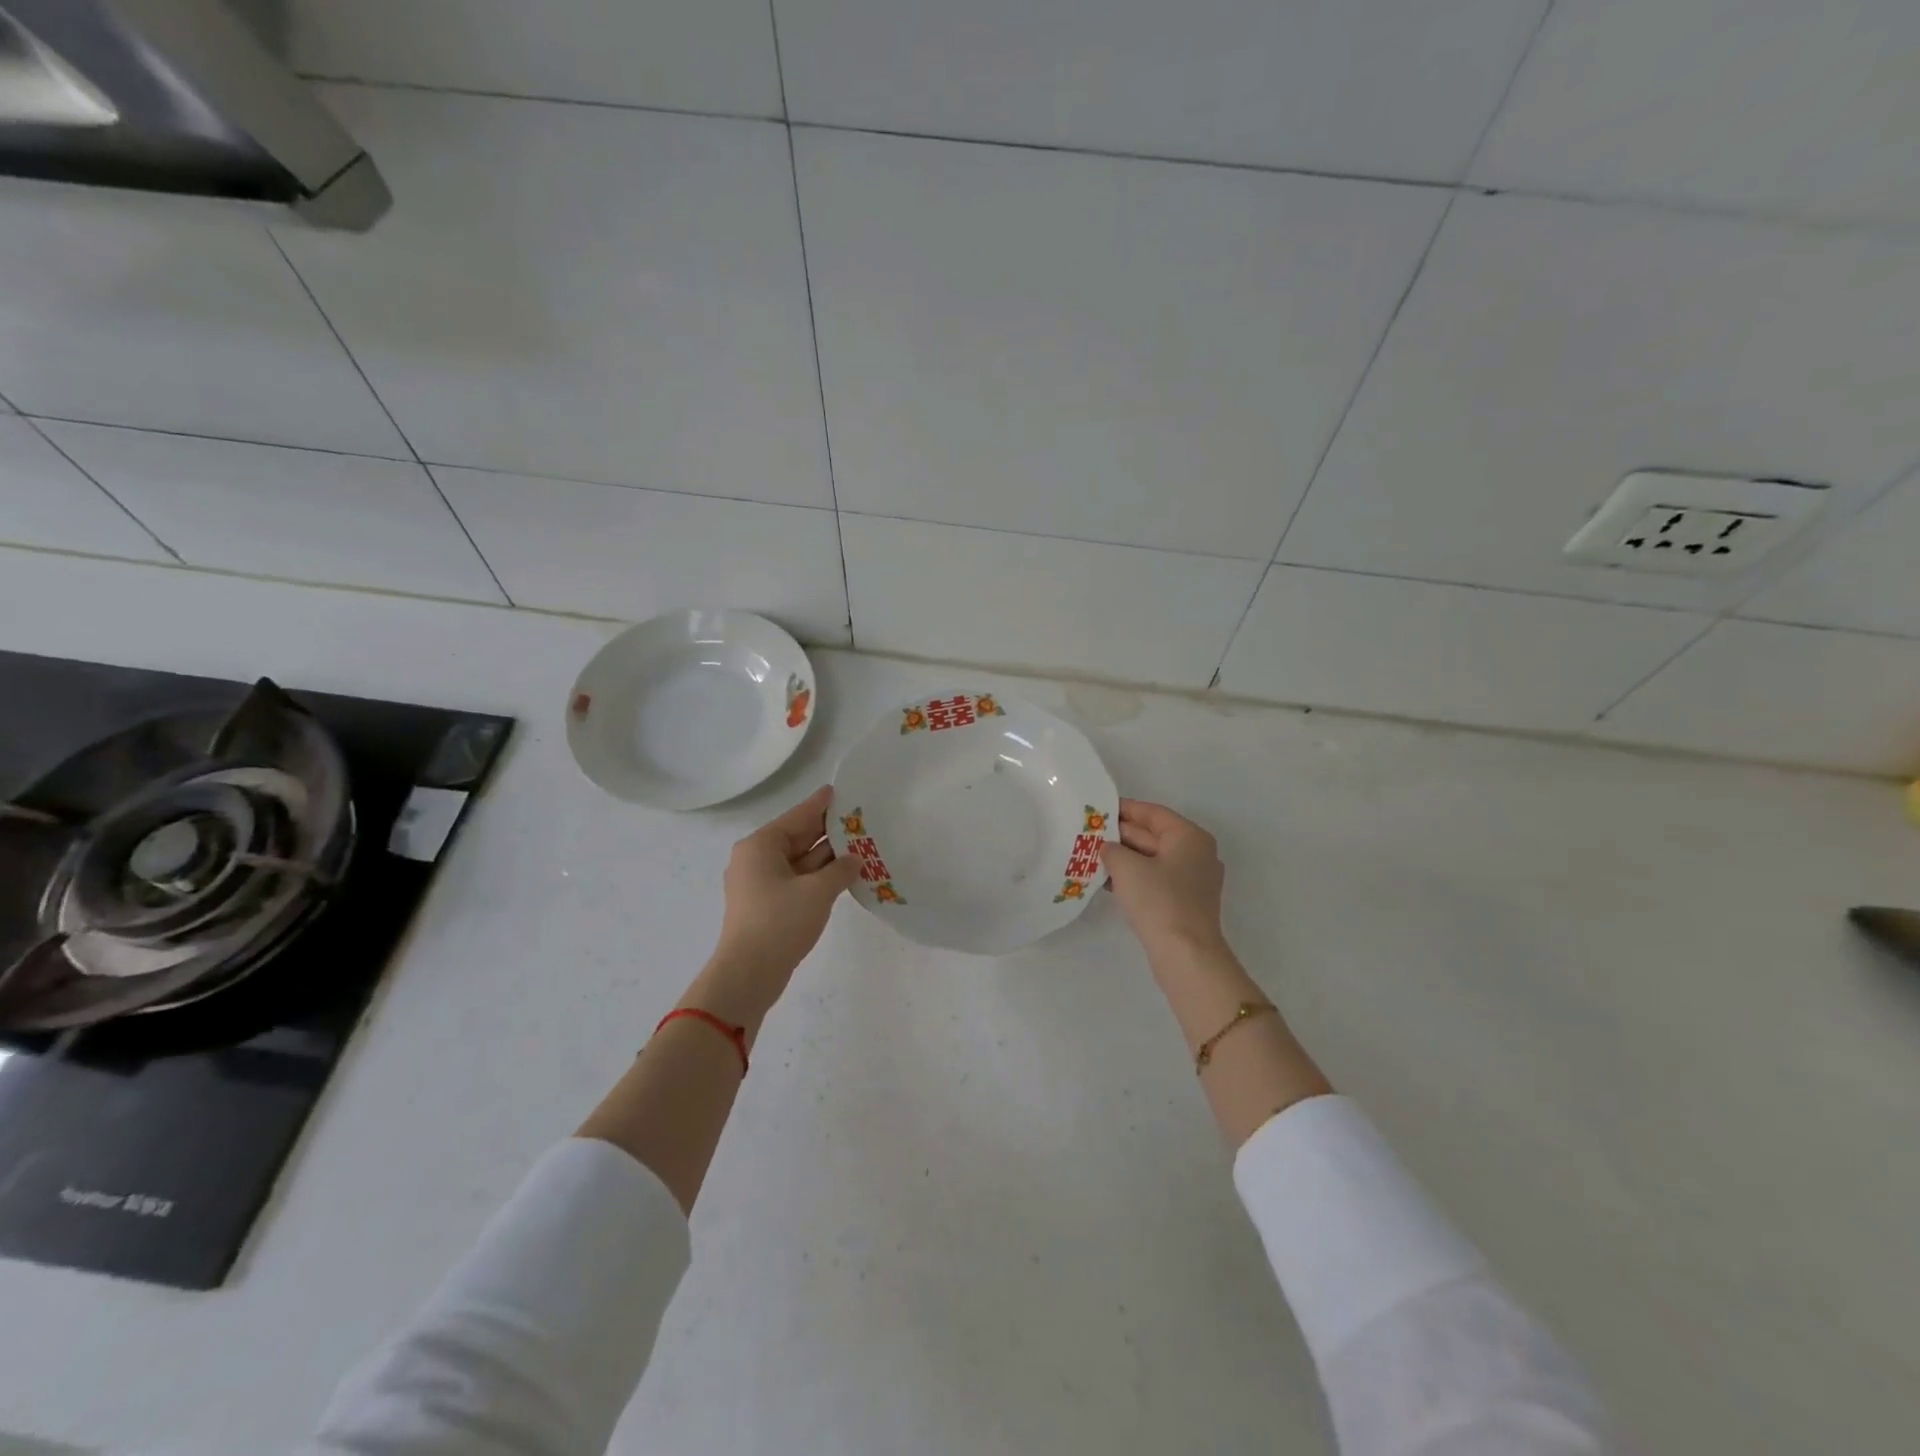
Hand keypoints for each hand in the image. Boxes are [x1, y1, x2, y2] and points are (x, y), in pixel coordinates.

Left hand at [709, 786, 858, 998]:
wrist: (748, 974)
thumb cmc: (780, 922)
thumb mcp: (818, 891)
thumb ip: (840, 869)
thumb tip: (855, 860)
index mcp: (761, 845)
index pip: (797, 816)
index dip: (821, 804)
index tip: (841, 791)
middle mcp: (757, 859)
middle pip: (798, 837)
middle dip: (828, 831)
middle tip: (860, 819)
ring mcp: (760, 883)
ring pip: (800, 860)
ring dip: (827, 856)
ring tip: (861, 845)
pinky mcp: (767, 905)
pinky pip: (797, 880)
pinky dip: (819, 876)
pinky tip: (845, 874)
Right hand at [1101, 799, 1227, 955]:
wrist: (1186, 954)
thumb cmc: (1159, 901)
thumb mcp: (1127, 867)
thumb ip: (1112, 849)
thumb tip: (1108, 848)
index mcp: (1189, 837)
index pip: (1152, 813)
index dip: (1124, 809)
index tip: (1098, 809)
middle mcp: (1196, 854)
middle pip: (1153, 835)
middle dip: (1121, 835)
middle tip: (1089, 833)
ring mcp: (1193, 880)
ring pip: (1153, 860)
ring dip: (1124, 858)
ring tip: (1092, 856)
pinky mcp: (1185, 903)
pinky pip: (1155, 880)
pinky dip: (1134, 877)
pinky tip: (1108, 881)